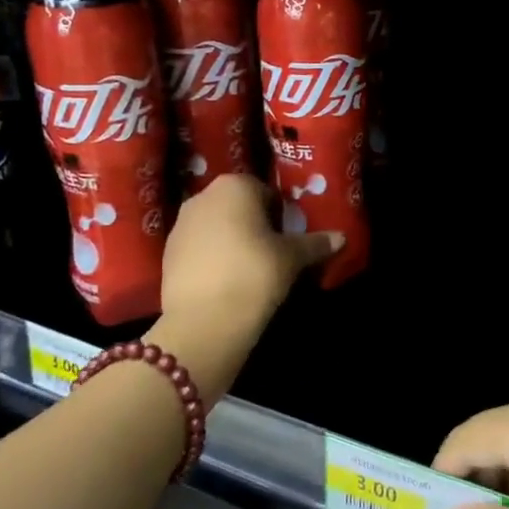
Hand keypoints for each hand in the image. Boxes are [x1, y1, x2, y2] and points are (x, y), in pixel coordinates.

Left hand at [152, 175, 340, 392]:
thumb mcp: (292, 258)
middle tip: (273, 253)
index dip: (280, 214)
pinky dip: (213, 258)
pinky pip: (199, 248)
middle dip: (254, 225)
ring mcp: (180, 224)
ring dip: (232, 241)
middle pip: (238, 206)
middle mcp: (203, 197)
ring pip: (217, 226)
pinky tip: (226, 282)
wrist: (204, 322)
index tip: (288, 238)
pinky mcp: (167, 253)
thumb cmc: (255, 274)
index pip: (265, 192)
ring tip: (249, 270)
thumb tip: (341, 237)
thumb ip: (315, 243)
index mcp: (235, 186)